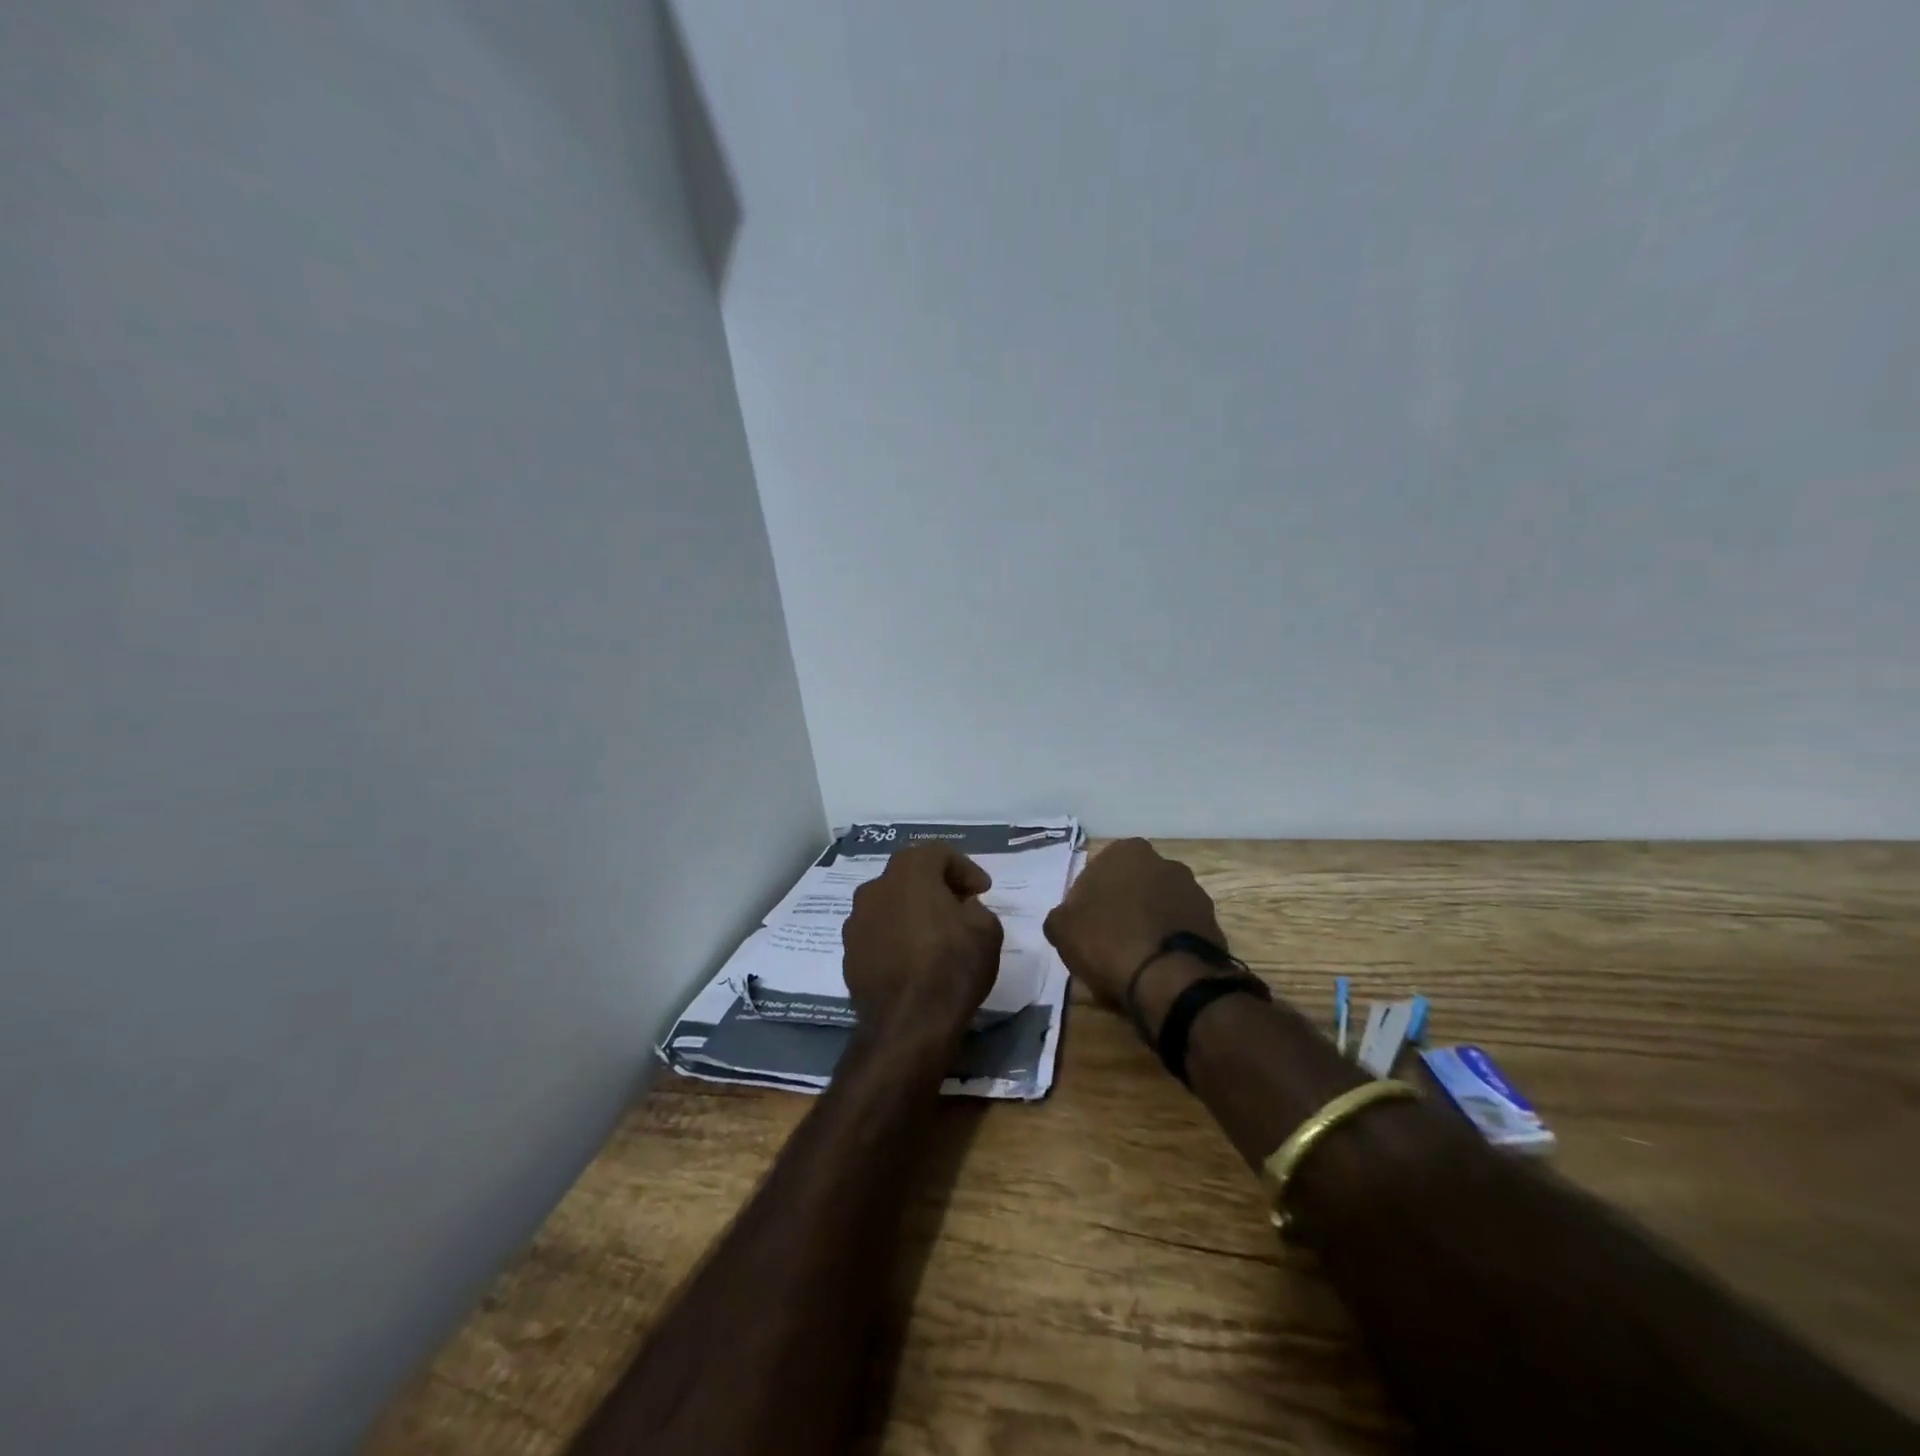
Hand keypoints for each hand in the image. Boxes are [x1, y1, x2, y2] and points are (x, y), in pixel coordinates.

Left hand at [842, 844, 1003, 1041]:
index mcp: (908, 871)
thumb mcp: (987, 930)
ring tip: (935, 934)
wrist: (907, 1024)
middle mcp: (875, 887)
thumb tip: (961, 909)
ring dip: (912, 912)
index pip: (939, 854)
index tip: (983, 891)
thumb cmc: (951, 966)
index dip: (965, 869)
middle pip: (910, 875)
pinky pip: (878, 933)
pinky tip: (913, 959)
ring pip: (890, 904)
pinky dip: (896, 937)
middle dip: (936, 886)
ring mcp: (855, 922)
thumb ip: (975, 908)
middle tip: (960, 906)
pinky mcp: (848, 954)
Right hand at [1043, 838, 1225, 1030]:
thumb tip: (1066, 919)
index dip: (1087, 902)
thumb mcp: (1062, 929)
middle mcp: (1164, 862)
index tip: (1083, 927)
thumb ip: (1060, 916)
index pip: (1098, 872)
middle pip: (1132, 886)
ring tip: (1134, 959)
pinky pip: (1180, 930)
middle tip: (1107, 941)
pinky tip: (1157, 967)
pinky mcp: (1213, 923)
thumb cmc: (1108, 941)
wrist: (1169, 979)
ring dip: (1148, 923)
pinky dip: (1169, 942)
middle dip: (1122, 907)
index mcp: (1126, 852)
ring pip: (1159, 907)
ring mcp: (1194, 892)